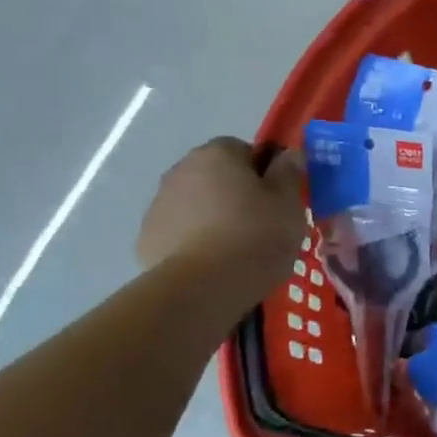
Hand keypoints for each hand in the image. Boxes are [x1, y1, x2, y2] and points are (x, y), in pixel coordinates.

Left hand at [137, 140, 307, 305]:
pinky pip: (179, 232)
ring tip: (237, 250)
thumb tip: (289, 153)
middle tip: (261, 224)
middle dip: (235, 193)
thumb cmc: (256, 236)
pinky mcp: (147, 238)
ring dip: (213, 217)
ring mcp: (159, 204)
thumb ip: (288, 173)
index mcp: (217, 154)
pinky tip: (213, 264)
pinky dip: (194, 241)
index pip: (243, 149)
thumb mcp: (289, 203)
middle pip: (216, 176)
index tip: (277, 199)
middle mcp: (181, 170)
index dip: (263, 172)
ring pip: (196, 203)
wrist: (203, 287)